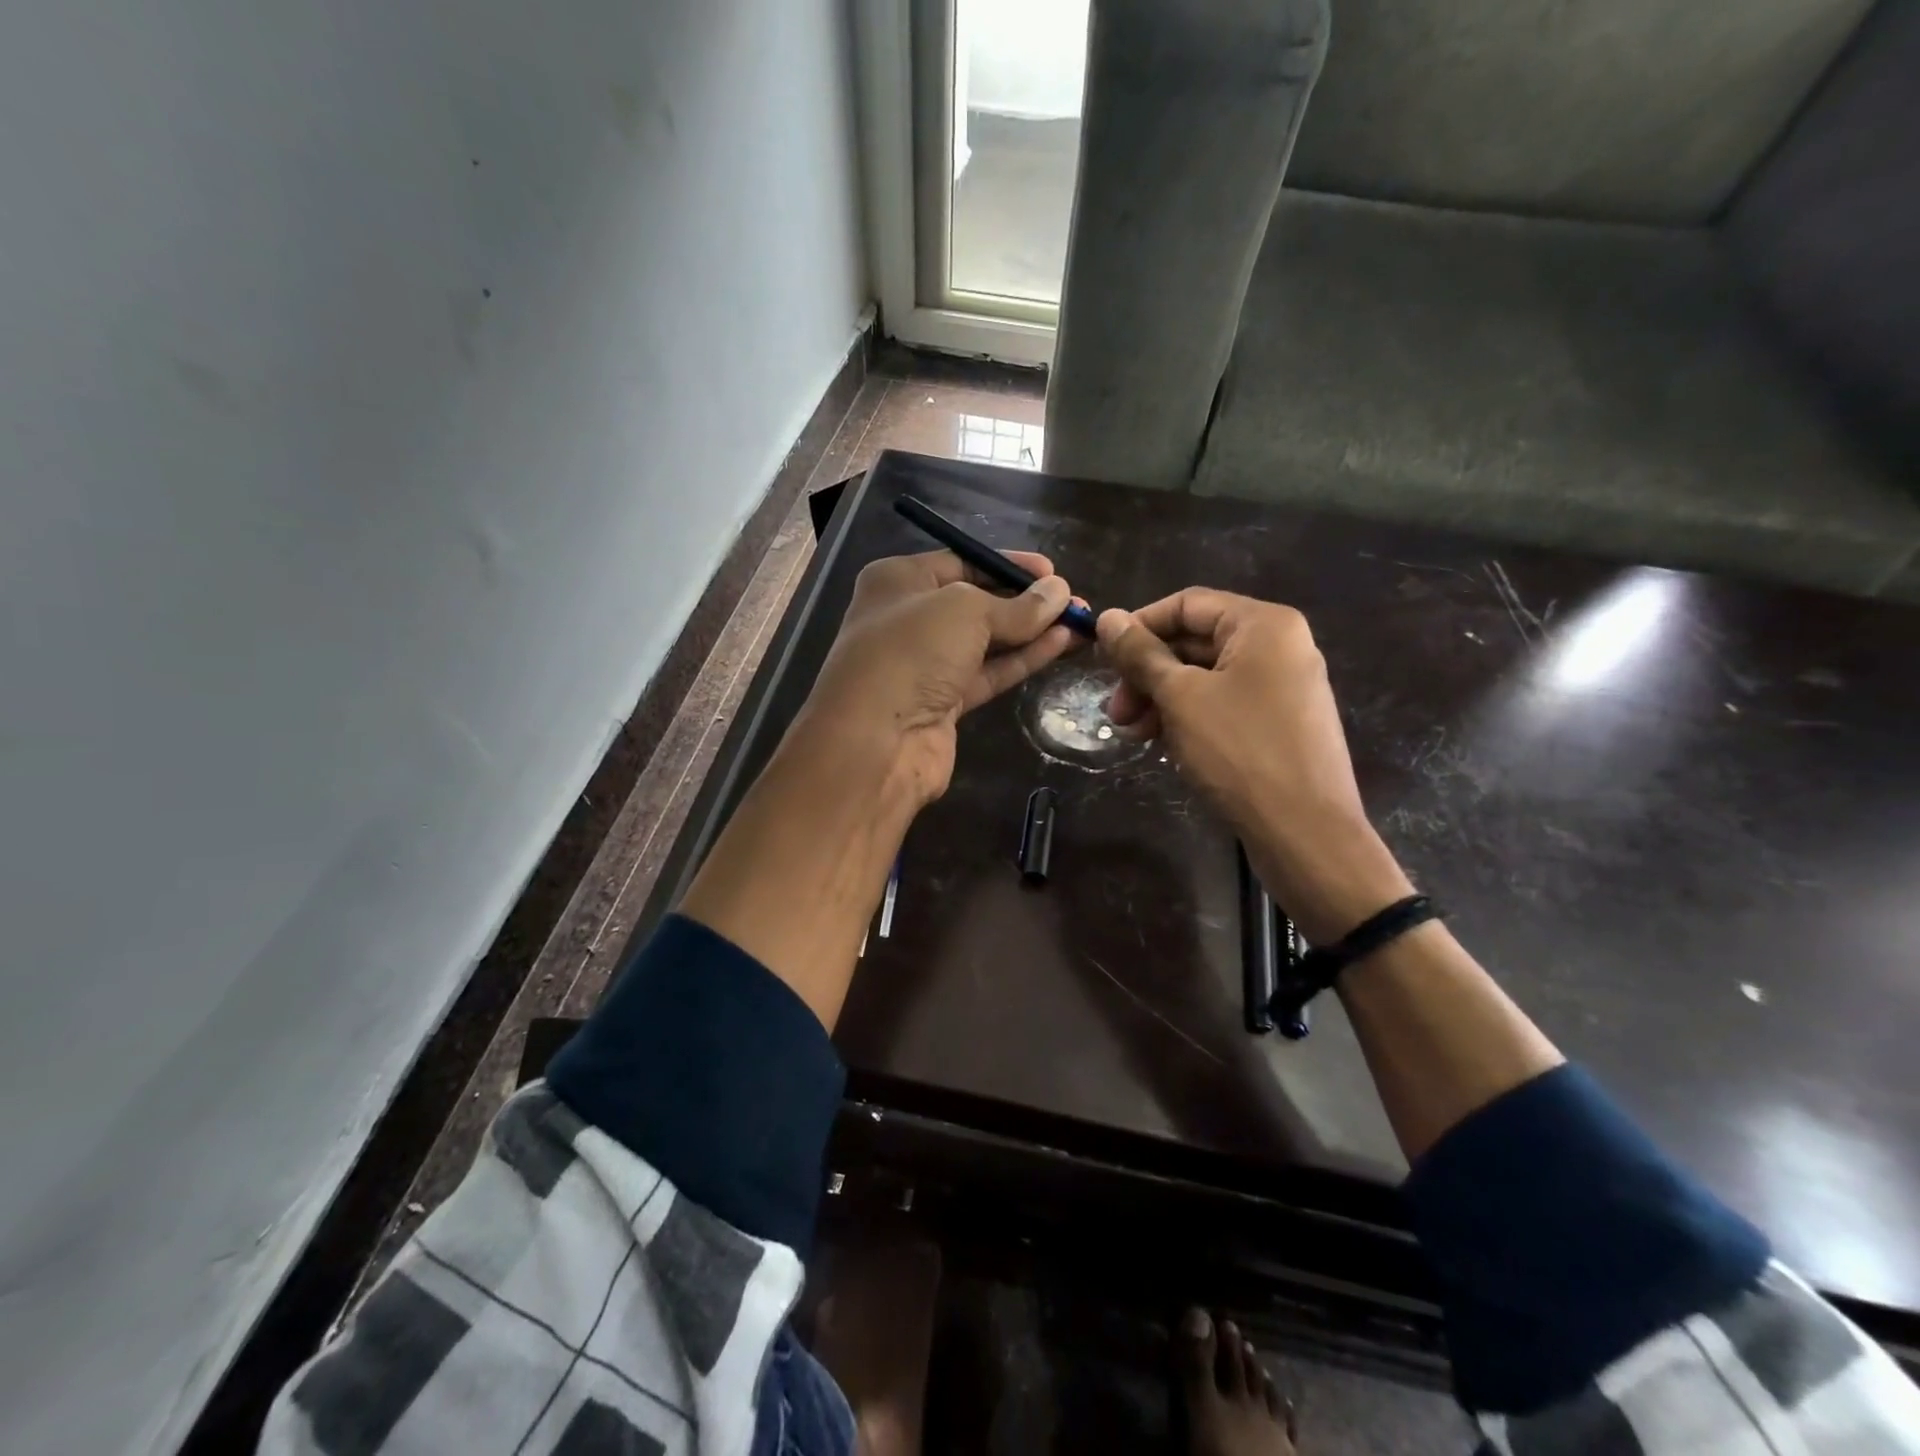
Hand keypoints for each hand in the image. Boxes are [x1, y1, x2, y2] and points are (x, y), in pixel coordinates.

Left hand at [798, 550, 1077, 806]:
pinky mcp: (943, 703)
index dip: (1007, 565)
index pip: (961, 562)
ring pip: (987, 641)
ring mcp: (926, 664)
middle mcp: (909, 619)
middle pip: (976, 603)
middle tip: (1072, 600)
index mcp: (898, 581)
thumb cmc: (911, 652)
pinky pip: (989, 673)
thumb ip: (1016, 606)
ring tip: (1079, 622)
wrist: (876, 742)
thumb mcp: (966, 611)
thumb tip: (1059, 592)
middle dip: (1025, 601)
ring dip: (1032, 632)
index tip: (1052, 572)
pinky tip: (1061, 645)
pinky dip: (1022, 659)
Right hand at [1097, 589, 1411, 942]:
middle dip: (1147, 673)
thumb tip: (1107, 617)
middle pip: (1195, 642)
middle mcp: (1279, 646)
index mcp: (1263, 625)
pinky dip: (1188, 716)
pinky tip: (1161, 743)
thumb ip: (1142, 654)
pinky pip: (1223, 703)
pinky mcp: (1279, 722)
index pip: (1187, 605)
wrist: (1304, 832)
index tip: (1103, 658)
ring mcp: (1283, 686)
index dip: (1139, 626)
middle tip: (1115, 712)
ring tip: (1132, 735)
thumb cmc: (1240, 751)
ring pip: (1205, 677)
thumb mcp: (1180, 697)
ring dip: (1161, 699)